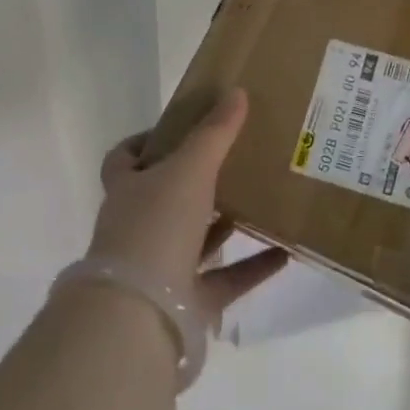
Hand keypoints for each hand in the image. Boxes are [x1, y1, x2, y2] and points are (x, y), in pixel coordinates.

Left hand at [88, 87, 287, 328]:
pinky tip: (285, 251)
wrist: (141, 317)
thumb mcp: (189, 169)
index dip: (146, 141)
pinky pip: (226, 280)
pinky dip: (254, 266)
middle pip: (165, 197)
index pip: (124, 159)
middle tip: (237, 158)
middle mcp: (139, 227)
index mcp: (128, 191)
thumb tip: (236, 92)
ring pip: (196, 238)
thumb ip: (214, 133)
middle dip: (197, 180)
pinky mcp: (187, 303)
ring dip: (226, 222)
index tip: (182, 128)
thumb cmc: (156, 228)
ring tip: (263, 199)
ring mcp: (161, 268)